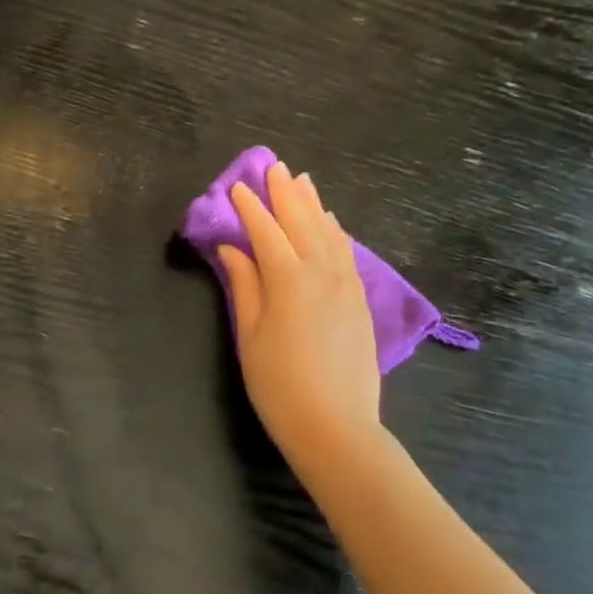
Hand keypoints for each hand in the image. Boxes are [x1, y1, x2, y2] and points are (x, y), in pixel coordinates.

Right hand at [217, 162, 383, 474]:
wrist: (336, 426)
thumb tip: (232, 249)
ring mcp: (346, 285)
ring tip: (302, 182)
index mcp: (288, 280)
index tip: (236, 187)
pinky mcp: (360, 301)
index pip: (266, 232)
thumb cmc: (278, 384)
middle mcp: (322, 273)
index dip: (249, 208)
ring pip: (329, 233)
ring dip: (313, 205)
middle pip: (302, 223)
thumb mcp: (249, 335)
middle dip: (285, 194)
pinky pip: (347, 254)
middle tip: (274, 167)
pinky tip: (331, 223)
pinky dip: (336, 232)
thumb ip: (244, 286)